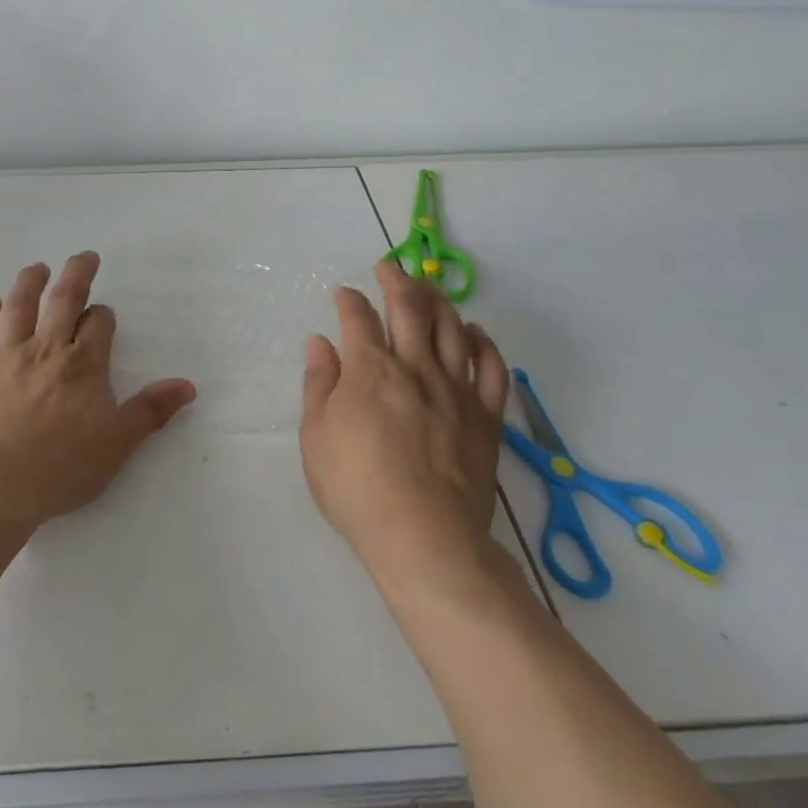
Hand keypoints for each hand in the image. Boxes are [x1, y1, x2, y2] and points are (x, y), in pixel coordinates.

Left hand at [0, 252, 196, 530]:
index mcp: (82, 366)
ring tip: (37, 268)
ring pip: (18, 306)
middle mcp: (44, 349)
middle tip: (83, 256)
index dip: (103, 317)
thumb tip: (187, 385)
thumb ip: (150, 411)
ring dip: (30, 282)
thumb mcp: (116, 445)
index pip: (98, 326)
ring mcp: (3, 355)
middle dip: (77, 274)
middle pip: (63, 300)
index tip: (103, 316)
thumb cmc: (58, 470)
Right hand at [300, 262, 509, 579]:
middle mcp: (415, 367)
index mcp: (370, 370)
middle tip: (389, 268)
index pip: (359, 319)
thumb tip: (320, 343)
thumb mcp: (316, 437)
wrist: (424, 538)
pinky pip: (492, 367)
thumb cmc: (357, 488)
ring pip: (453, 328)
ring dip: (439, 301)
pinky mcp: (486, 416)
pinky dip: (483, 343)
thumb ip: (319, 384)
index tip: (344, 293)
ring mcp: (456, 389)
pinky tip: (474, 333)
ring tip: (428, 289)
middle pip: (411, 308)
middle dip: (397, 281)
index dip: (350, 300)